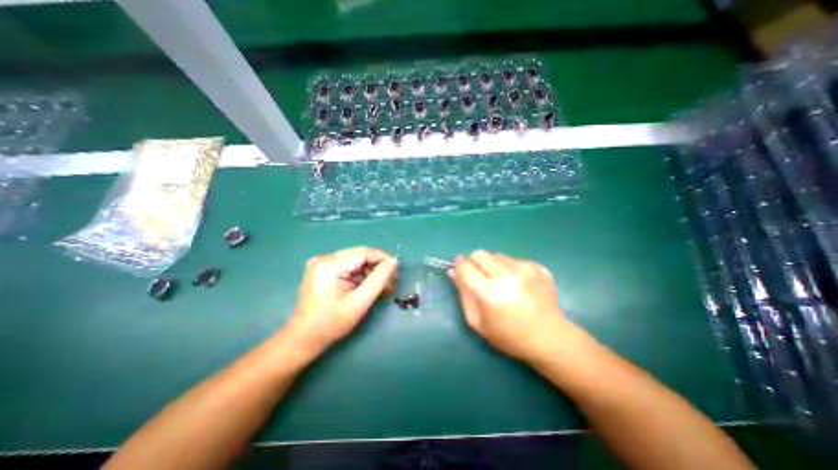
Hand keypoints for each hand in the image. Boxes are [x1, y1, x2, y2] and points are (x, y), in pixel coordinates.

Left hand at [287, 249, 395, 353]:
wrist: (303, 338)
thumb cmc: (331, 323)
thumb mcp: (359, 302)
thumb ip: (379, 279)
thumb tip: (393, 261)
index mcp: (330, 264)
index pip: (364, 252)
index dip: (383, 259)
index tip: (396, 274)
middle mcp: (324, 258)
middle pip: (360, 256)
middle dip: (377, 268)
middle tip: (390, 285)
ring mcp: (321, 263)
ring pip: (355, 261)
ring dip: (369, 273)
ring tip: (379, 289)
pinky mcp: (322, 269)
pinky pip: (347, 266)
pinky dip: (359, 276)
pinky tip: (365, 288)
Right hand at [453, 251, 569, 360]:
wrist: (550, 338)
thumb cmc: (508, 336)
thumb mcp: (477, 322)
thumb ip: (463, 293)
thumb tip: (453, 272)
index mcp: (489, 292)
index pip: (465, 266)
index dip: (458, 264)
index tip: (458, 266)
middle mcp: (506, 275)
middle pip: (480, 254)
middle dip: (474, 261)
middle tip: (478, 274)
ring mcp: (525, 269)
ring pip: (497, 255)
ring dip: (493, 264)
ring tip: (500, 281)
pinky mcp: (538, 267)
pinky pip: (514, 259)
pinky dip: (510, 268)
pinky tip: (518, 283)